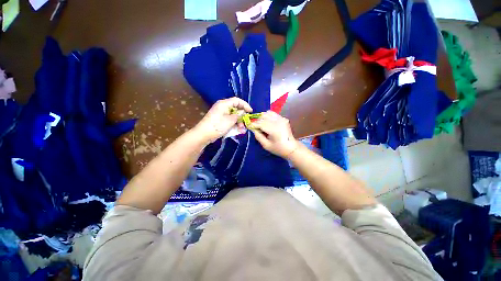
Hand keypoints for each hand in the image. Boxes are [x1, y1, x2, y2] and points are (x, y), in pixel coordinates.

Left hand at [194, 97, 252, 142]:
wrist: (204, 134)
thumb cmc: (217, 125)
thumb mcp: (230, 120)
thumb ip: (238, 116)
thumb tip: (243, 113)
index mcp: (224, 104)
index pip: (237, 101)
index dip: (245, 105)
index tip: (250, 111)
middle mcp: (223, 107)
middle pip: (236, 109)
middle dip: (242, 116)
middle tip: (246, 123)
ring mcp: (221, 114)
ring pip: (233, 116)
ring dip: (239, 122)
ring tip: (242, 129)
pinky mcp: (220, 121)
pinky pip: (230, 121)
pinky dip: (234, 125)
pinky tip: (238, 131)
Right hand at [252, 111, 298, 158]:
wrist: (291, 147)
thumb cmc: (278, 148)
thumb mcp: (266, 145)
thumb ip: (258, 136)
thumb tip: (253, 129)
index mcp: (274, 129)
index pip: (260, 123)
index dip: (253, 124)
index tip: (249, 126)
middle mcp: (278, 121)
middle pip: (263, 116)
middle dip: (257, 121)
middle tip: (255, 127)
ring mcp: (281, 118)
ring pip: (267, 113)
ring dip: (262, 117)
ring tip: (261, 124)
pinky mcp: (283, 118)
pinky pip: (273, 114)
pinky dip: (268, 116)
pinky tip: (267, 123)